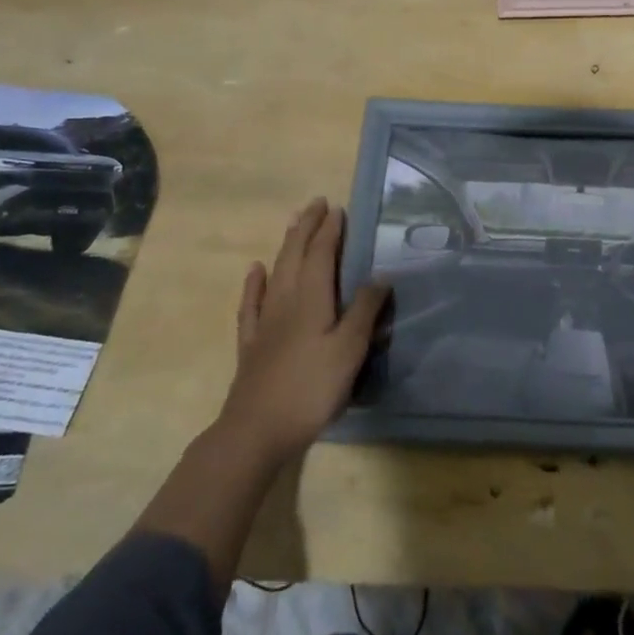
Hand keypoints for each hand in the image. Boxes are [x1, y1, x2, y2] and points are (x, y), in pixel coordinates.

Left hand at [218, 198, 388, 465]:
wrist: (256, 430)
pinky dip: (255, 283)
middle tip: (316, 204)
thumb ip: (365, 311)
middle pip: (295, 255)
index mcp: (312, 300)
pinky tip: (256, 270)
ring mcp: (265, 321)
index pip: (321, 255)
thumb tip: (380, 275)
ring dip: (286, 245)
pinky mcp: (252, 343)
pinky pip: (252, 303)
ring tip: (293, 223)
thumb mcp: (349, 350)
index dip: (330, 231)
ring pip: (276, 272)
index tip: (338, 208)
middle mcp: (286, 301)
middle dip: (307, 228)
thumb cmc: (311, 389)